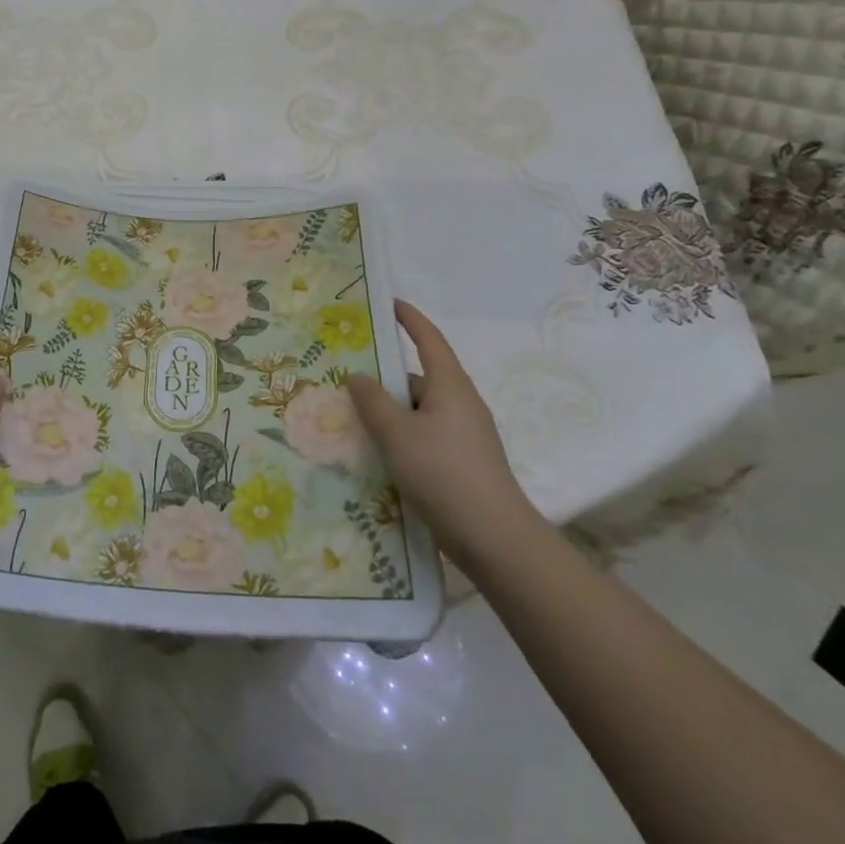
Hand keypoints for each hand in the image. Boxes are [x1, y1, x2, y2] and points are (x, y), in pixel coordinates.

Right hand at [348, 300, 538, 568]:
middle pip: (419, 378)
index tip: (389, 303)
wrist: (496, 540)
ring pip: (420, 410)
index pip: (429, 339)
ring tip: (354, 421)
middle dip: (386, 377)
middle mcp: (461, 403)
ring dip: (391, 412)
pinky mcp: (464, 462)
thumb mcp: (397, 434)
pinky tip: (380, 455)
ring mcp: (466, 435)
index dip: (409, 318)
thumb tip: (358, 376)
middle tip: (348, 378)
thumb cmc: (444, 473)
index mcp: (450, 385)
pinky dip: (402, 436)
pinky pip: (426, 435)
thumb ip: (372, 401)